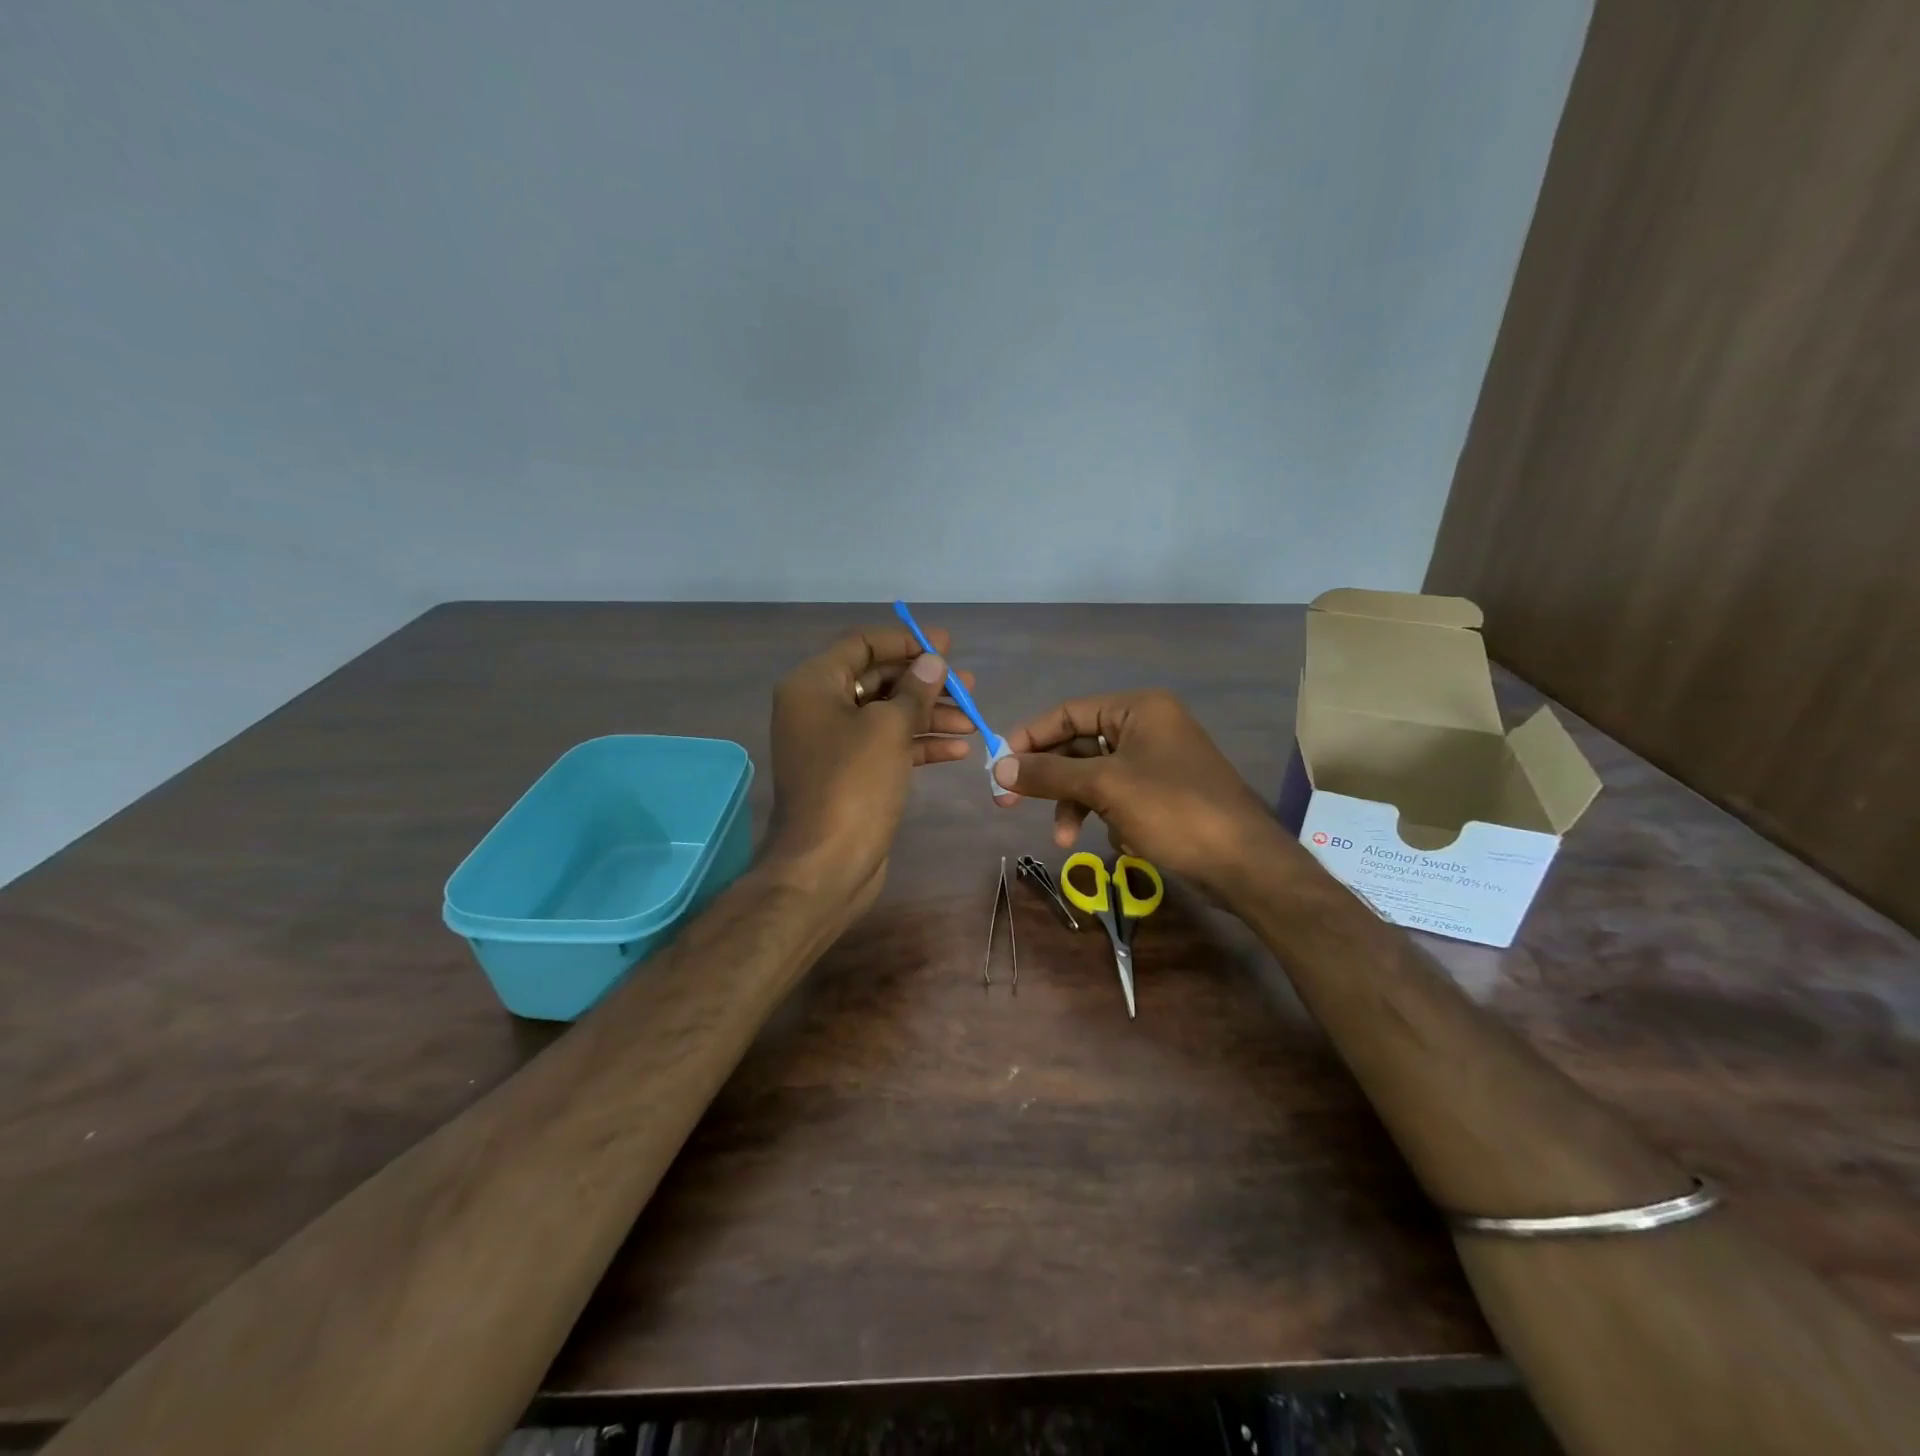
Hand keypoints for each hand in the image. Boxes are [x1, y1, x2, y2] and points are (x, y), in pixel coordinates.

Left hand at [765, 625, 975, 915]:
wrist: (826, 865)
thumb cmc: (853, 784)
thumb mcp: (889, 728)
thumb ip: (915, 690)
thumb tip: (932, 661)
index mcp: (814, 685)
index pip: (861, 644)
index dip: (905, 641)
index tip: (946, 646)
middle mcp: (819, 708)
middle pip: (878, 680)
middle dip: (924, 682)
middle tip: (968, 685)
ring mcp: (835, 744)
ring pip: (887, 715)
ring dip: (929, 715)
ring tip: (973, 718)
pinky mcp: (852, 775)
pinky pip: (888, 747)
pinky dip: (920, 744)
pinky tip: (959, 748)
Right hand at [990, 690, 1281, 901]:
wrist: (1244, 864)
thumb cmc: (1174, 811)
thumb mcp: (1105, 788)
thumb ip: (1049, 774)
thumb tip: (998, 766)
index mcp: (1139, 709)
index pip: (1069, 712)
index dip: (1030, 737)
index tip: (998, 764)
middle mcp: (1148, 727)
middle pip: (1079, 746)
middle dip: (1050, 780)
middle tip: (1008, 804)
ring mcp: (1157, 762)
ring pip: (1095, 776)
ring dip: (1076, 806)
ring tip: (1065, 841)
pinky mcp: (1163, 794)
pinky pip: (1117, 797)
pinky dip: (1109, 817)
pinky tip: (1124, 842)